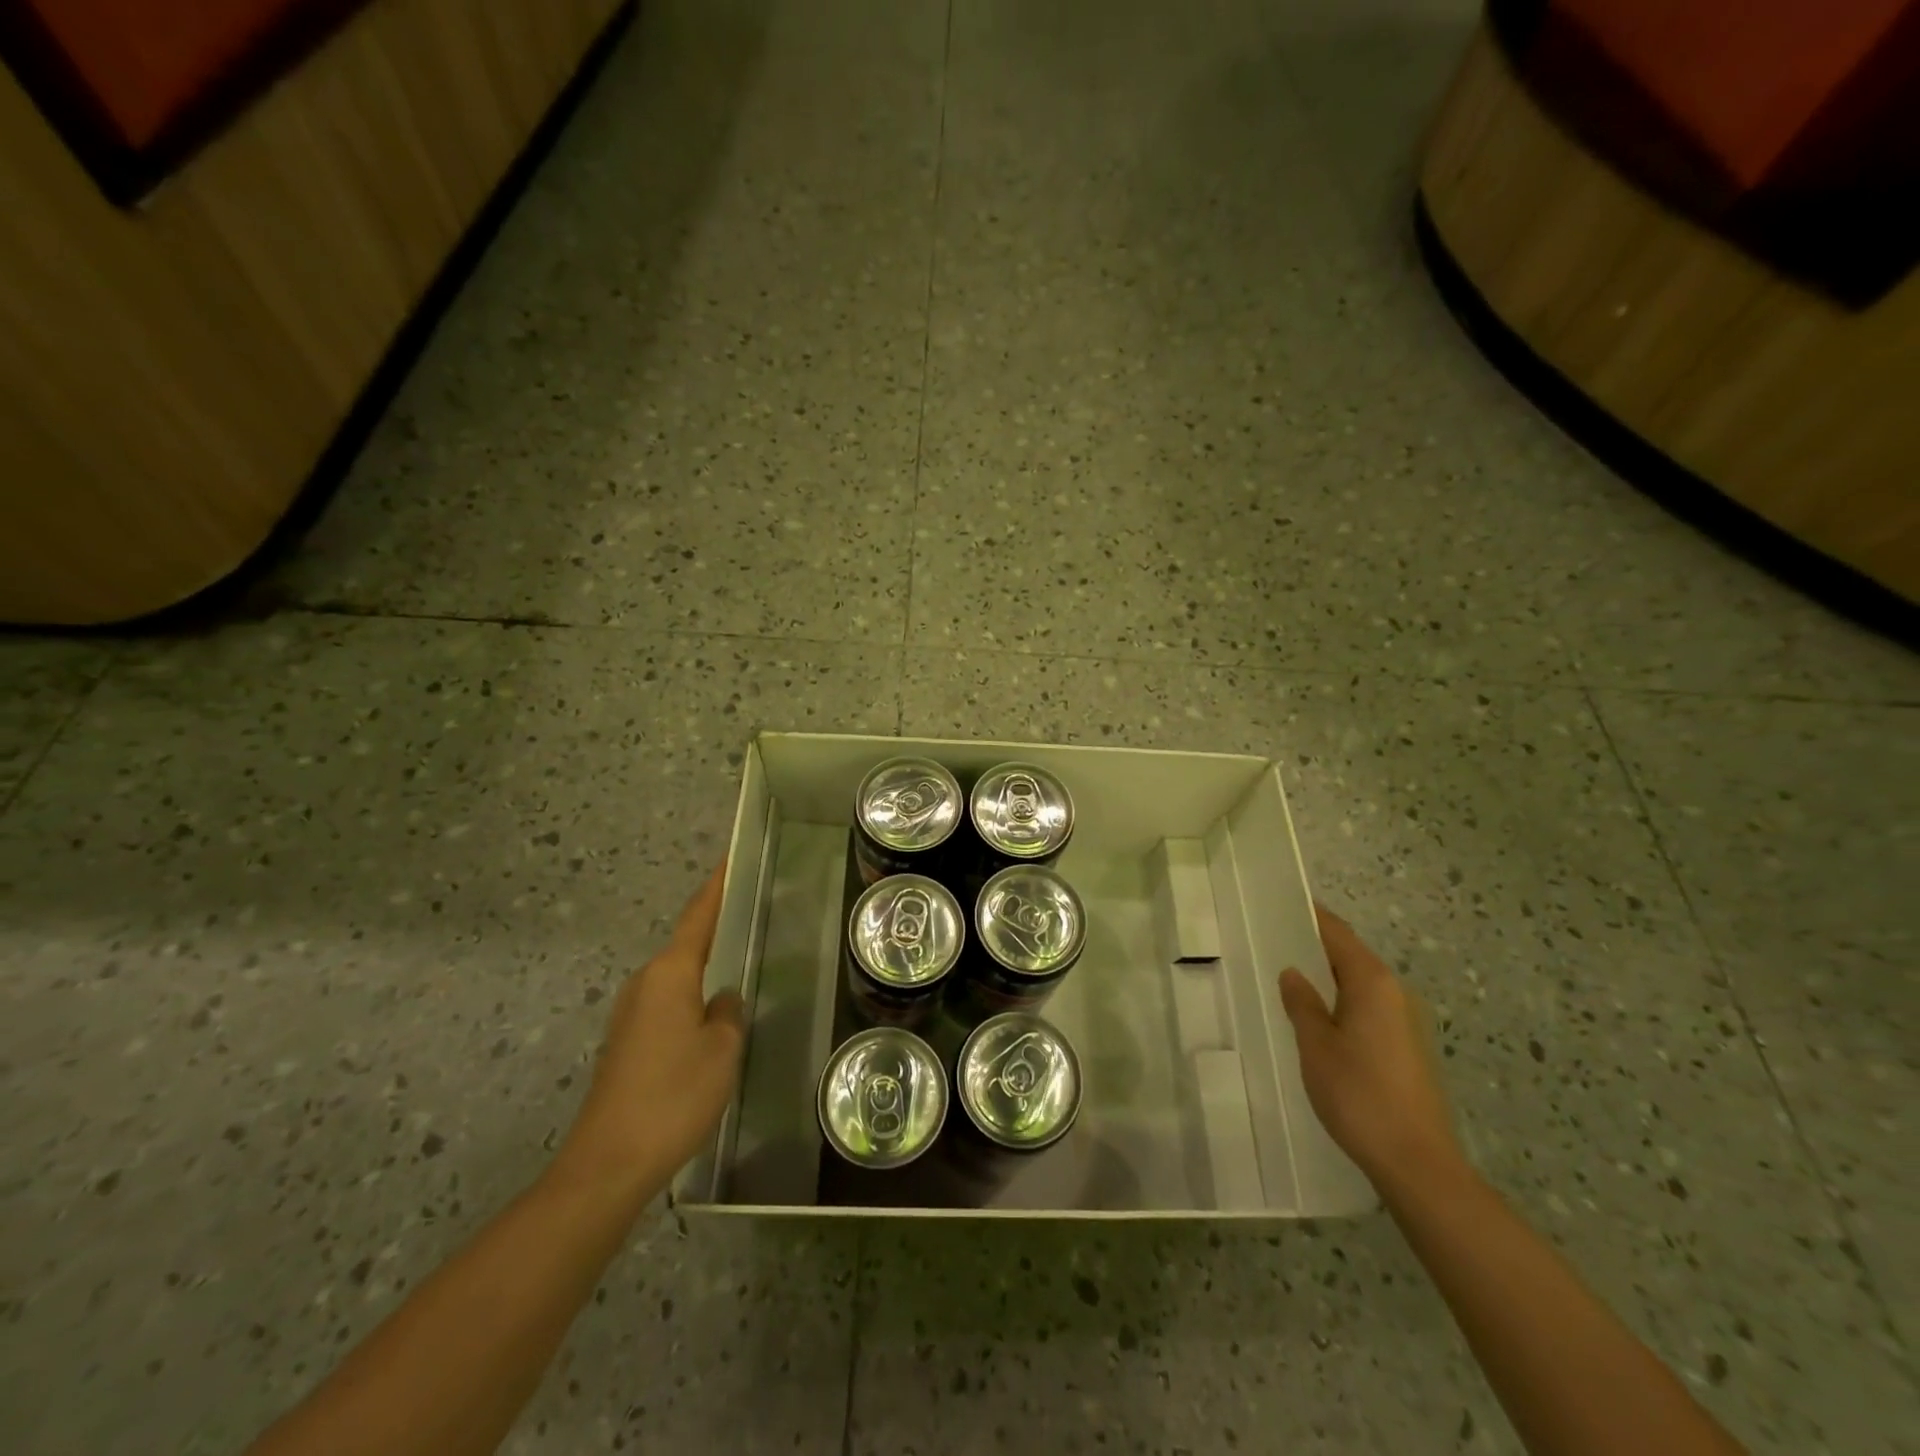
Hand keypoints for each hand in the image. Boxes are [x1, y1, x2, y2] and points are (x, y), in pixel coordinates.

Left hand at [555, 865, 745, 1198]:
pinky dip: (690, 998)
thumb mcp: (721, 1049)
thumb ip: (728, 1013)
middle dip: (714, 928)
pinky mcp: (626, 1043)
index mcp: (670, 974)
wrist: (609, 1162)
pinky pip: (667, 1004)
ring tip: (738, 962)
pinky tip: (710, 1017)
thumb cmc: (674, 1095)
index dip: (716, 887)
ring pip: (676, 978)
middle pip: (686, 944)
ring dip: (703, 968)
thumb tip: (721, 999)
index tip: (730, 859)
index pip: (698, 917)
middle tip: (749, 913)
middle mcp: (645, 983)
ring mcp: (630, 1014)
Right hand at [1280, 904, 1463, 1196]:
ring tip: (1290, 980)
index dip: (1311, 916)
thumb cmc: (1359, 1094)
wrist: (1417, 1162)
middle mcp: (1395, 993)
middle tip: (1274, 942)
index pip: (1337, 933)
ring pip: (1360, 984)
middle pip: (1351, 956)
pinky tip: (1319, 1020)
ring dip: (1329, 978)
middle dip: (1316, 947)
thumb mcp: (1316, 1045)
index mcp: (1372, 982)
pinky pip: (1368, 1008)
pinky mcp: (1408, 1048)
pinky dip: (1342, 1002)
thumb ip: (1302, 1004)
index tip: (1281, 904)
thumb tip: (1294, 974)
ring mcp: (1407, 1021)